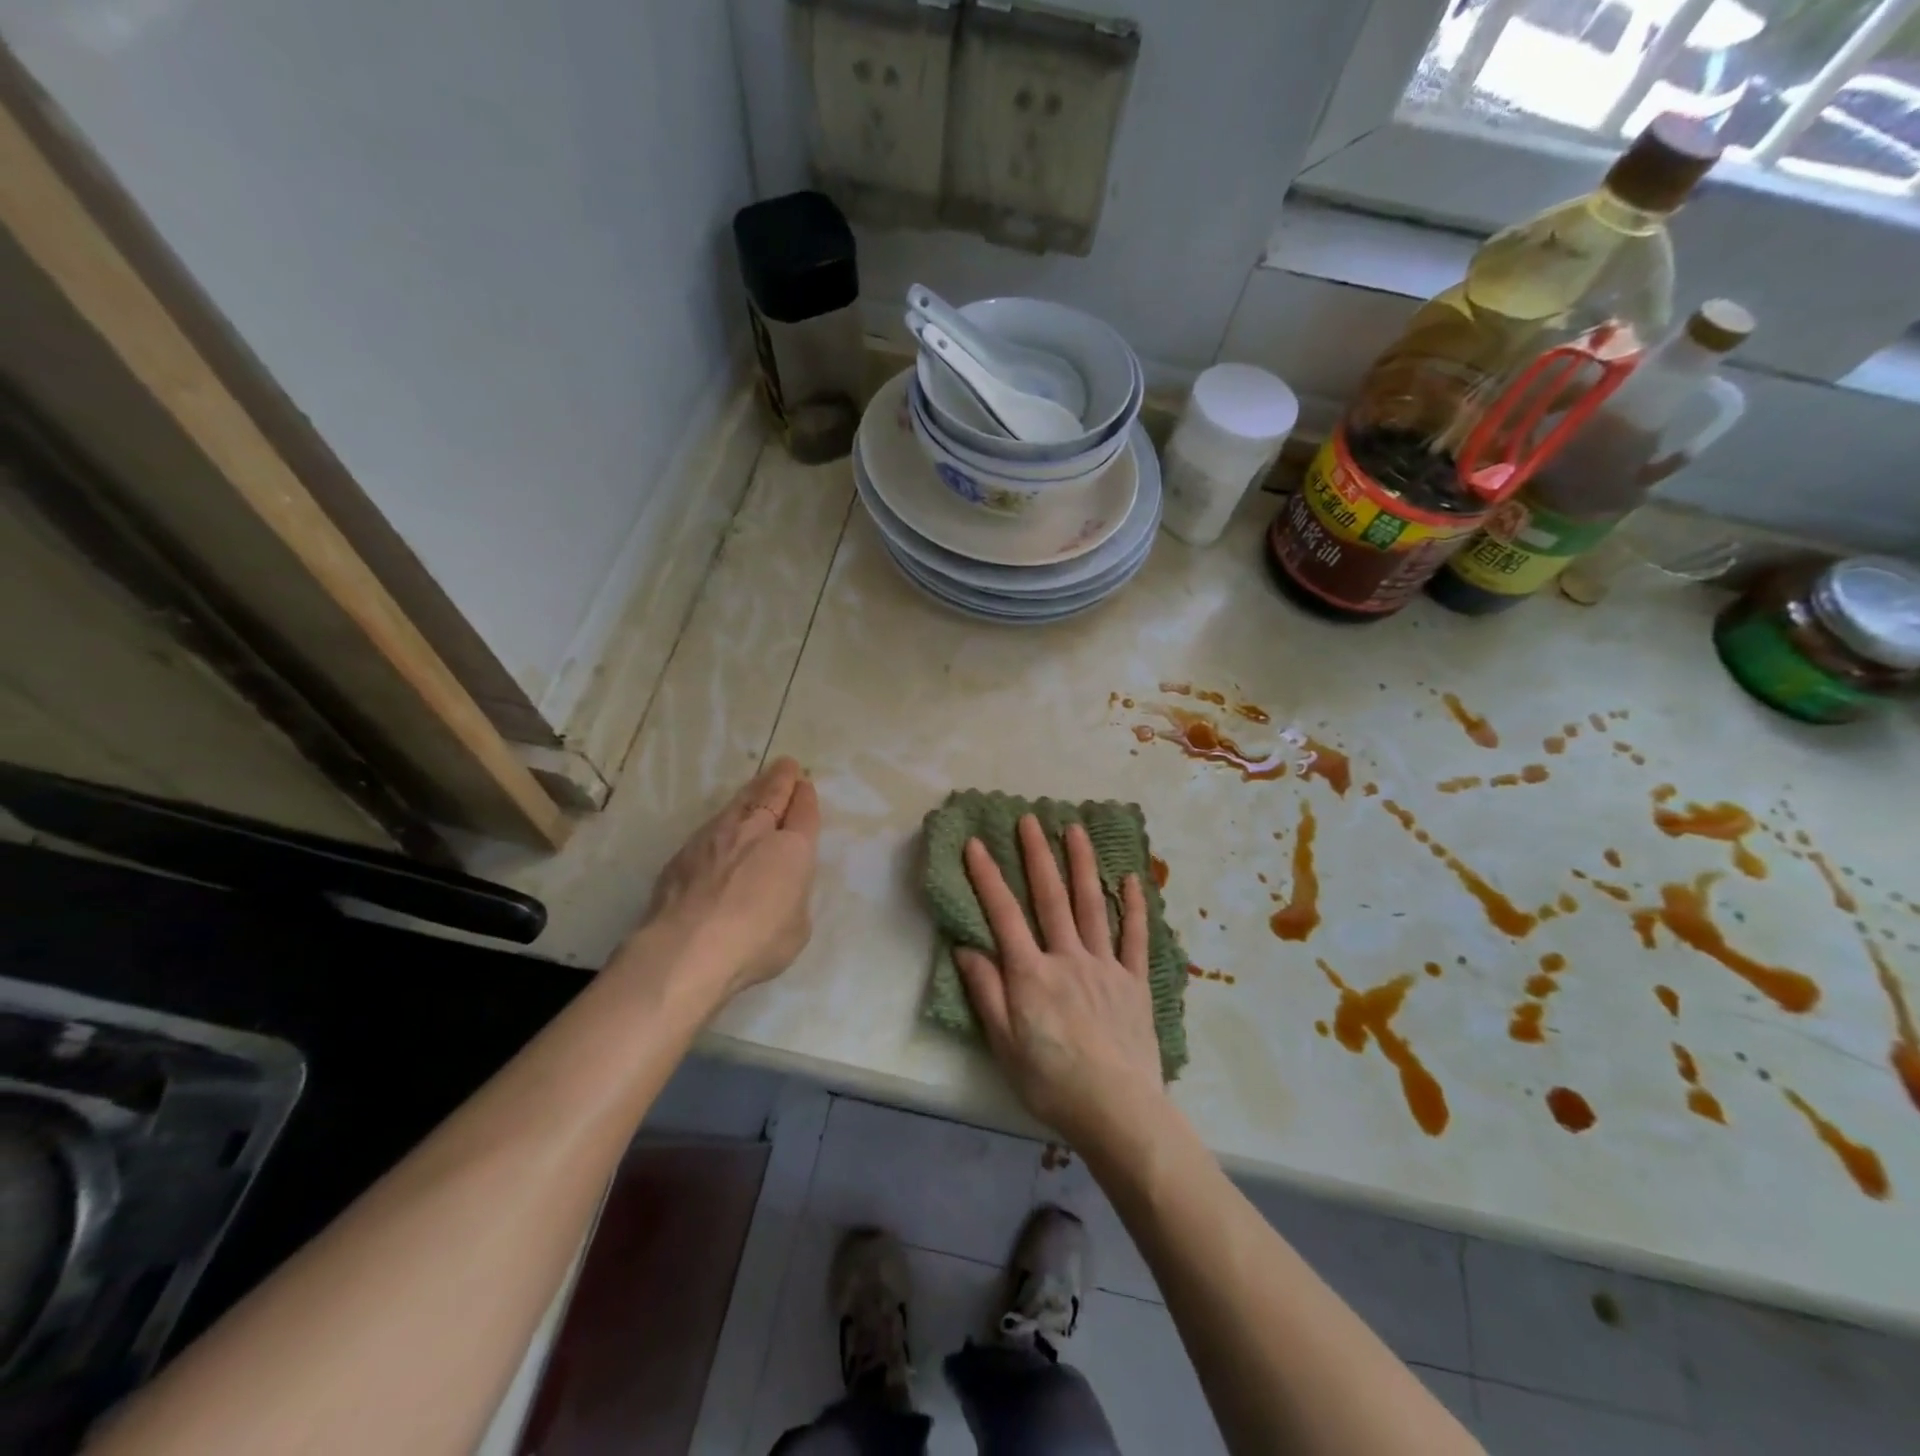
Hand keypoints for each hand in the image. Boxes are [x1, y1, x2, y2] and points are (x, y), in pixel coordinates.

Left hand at [633, 757, 821, 999]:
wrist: (688, 948)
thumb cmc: (756, 942)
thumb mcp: (797, 927)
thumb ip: (793, 897)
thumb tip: (781, 887)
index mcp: (793, 849)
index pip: (804, 812)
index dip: (806, 797)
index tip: (805, 785)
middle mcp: (756, 832)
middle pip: (772, 794)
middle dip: (782, 779)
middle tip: (787, 765)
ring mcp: (716, 837)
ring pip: (740, 802)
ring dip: (753, 789)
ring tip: (760, 781)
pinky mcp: (685, 851)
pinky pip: (713, 824)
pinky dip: (726, 816)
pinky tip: (725, 821)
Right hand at [953, 816, 1164, 1145]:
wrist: (1118, 1111)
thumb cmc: (1052, 1082)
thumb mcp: (1004, 1044)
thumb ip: (986, 992)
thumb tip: (966, 948)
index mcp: (1031, 974)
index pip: (1004, 915)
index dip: (988, 877)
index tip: (976, 843)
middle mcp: (1068, 958)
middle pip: (1050, 898)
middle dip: (1037, 855)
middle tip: (1030, 819)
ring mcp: (1105, 966)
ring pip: (1091, 905)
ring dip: (1082, 865)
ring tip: (1075, 830)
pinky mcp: (1135, 982)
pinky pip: (1136, 937)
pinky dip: (1134, 906)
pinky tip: (1131, 879)